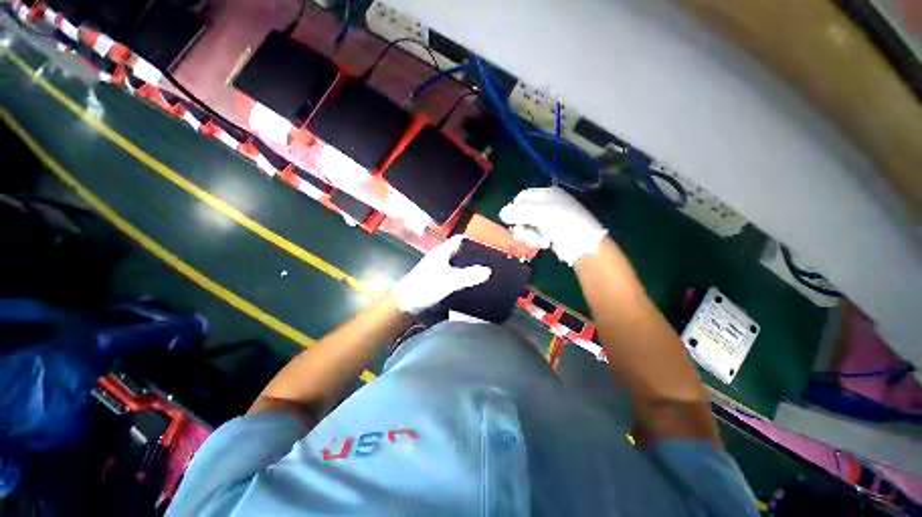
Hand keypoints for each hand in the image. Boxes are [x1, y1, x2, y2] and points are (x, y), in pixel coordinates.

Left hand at [392, 236, 491, 313]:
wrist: (405, 302)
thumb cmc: (426, 286)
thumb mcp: (450, 280)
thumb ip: (469, 275)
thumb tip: (488, 271)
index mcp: (442, 252)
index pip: (459, 239)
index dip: (473, 240)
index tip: (487, 244)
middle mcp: (440, 257)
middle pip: (459, 251)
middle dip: (473, 254)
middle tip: (489, 259)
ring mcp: (437, 268)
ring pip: (456, 262)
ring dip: (468, 265)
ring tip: (483, 269)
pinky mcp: (436, 278)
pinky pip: (453, 272)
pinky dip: (462, 274)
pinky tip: (470, 281)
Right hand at [499, 187, 607, 265]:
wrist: (583, 242)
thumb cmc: (560, 222)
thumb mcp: (537, 213)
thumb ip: (517, 212)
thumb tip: (501, 213)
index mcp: (546, 193)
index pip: (522, 196)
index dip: (514, 208)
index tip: (511, 220)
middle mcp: (547, 204)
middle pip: (524, 212)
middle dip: (521, 224)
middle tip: (520, 234)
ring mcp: (550, 219)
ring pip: (529, 225)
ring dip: (528, 234)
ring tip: (535, 241)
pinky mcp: (552, 232)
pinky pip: (537, 234)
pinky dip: (537, 239)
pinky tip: (544, 243)